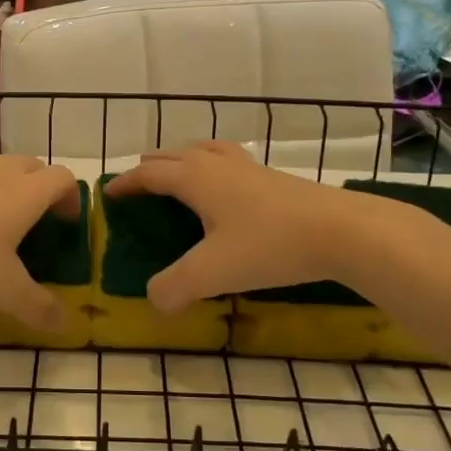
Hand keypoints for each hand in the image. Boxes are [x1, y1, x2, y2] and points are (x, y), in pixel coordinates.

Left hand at [0, 156, 80, 328]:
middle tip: (35, 222)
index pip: (63, 178)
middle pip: (32, 166)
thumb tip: (64, 324)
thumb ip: (38, 308)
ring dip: (6, 189)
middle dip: (41, 189)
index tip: (67, 223)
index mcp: (24, 193)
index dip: (72, 198)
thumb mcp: (4, 292)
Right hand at [105, 142, 363, 311]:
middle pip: (174, 155)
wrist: (341, 231)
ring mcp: (249, 168)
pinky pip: (230, 160)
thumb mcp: (212, 273)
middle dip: (151, 166)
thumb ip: (174, 288)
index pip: (149, 174)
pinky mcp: (274, 178)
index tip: (109, 193)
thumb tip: (153, 300)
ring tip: (178, 172)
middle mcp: (218, 165)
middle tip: (138, 181)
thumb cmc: (269, 245)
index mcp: (195, 179)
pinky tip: (227, 187)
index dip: (126, 182)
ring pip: (205, 150)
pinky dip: (213, 165)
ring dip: (183, 158)